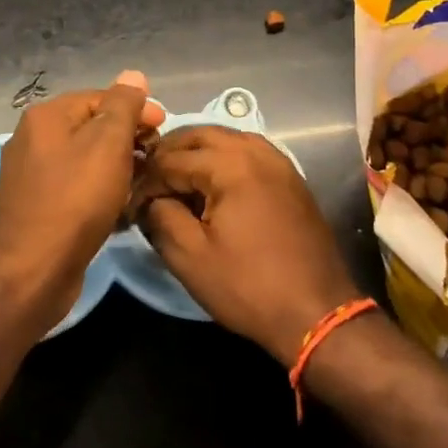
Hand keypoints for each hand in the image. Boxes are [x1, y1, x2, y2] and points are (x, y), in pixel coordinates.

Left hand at [0, 71, 165, 330]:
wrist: (34, 269)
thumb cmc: (76, 199)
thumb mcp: (108, 144)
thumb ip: (123, 106)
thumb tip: (133, 75)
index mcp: (46, 116)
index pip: (100, 97)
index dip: (136, 109)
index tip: (164, 129)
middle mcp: (32, 138)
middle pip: (91, 127)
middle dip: (127, 138)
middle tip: (155, 158)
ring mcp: (30, 174)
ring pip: (84, 158)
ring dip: (116, 166)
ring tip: (142, 183)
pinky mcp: (35, 205)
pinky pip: (74, 185)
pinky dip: (98, 189)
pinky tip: (118, 206)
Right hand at [133, 127, 361, 362]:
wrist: (316, 312)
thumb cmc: (248, 286)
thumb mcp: (190, 257)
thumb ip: (161, 217)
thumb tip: (150, 199)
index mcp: (230, 165)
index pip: (172, 159)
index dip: (146, 180)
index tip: (131, 204)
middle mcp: (255, 151)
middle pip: (200, 135)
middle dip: (169, 153)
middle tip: (148, 181)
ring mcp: (278, 161)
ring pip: (227, 138)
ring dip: (197, 151)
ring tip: (176, 179)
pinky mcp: (290, 177)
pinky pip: (248, 151)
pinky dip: (224, 157)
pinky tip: (212, 183)